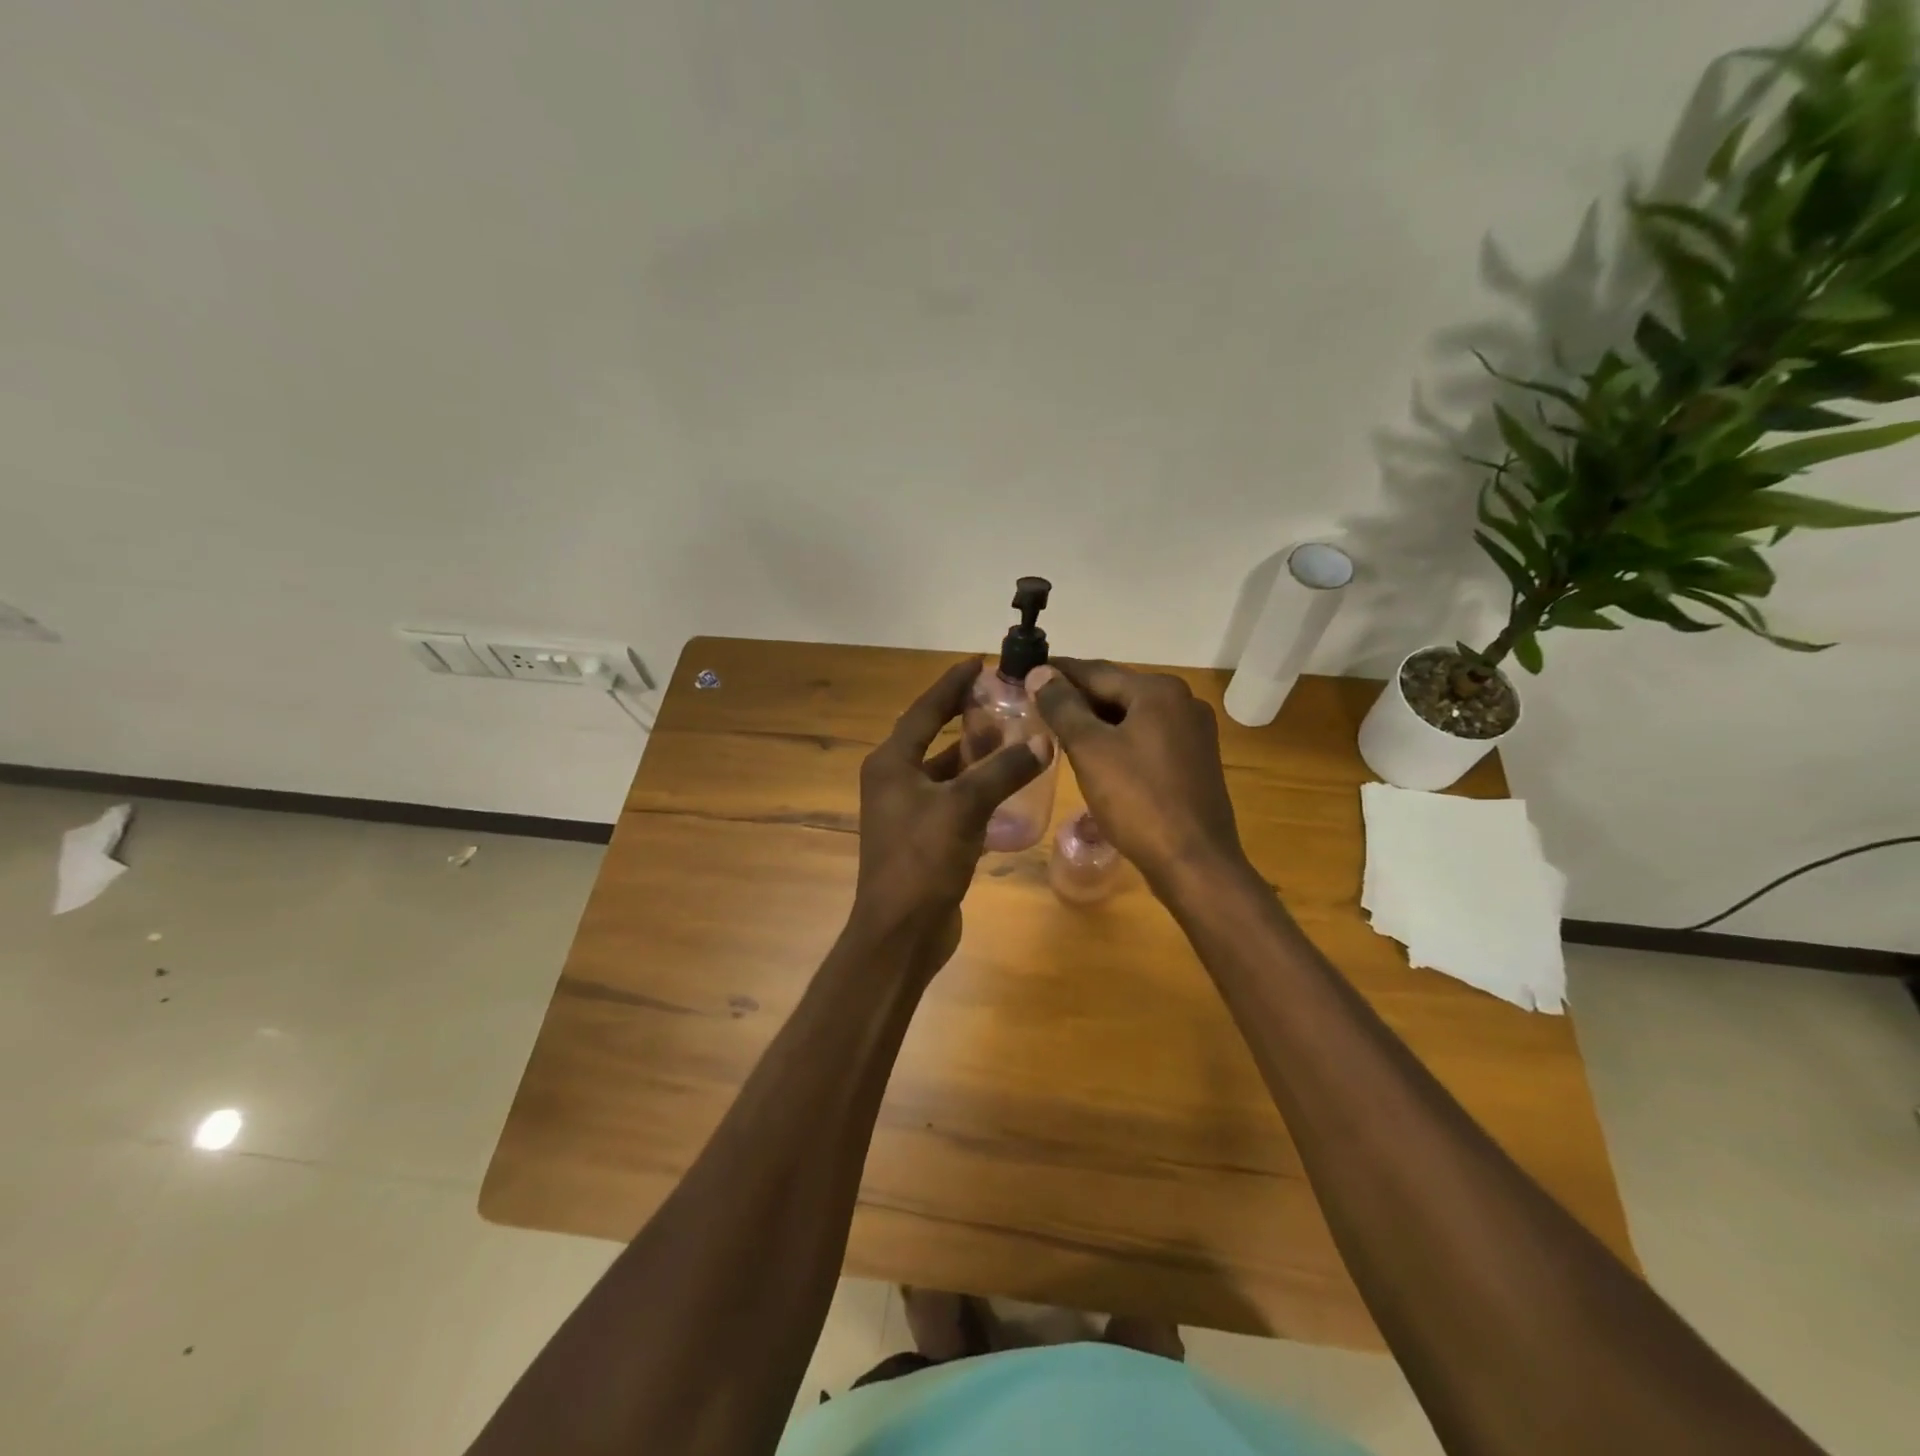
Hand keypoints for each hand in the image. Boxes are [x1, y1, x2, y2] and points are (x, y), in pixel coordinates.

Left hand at [853, 659, 1049, 950]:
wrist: (901, 933)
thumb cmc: (922, 861)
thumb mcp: (964, 807)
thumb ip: (1003, 771)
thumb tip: (1042, 741)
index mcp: (891, 764)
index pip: (925, 711)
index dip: (951, 685)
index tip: (978, 663)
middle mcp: (894, 781)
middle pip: (934, 737)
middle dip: (967, 718)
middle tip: (1004, 700)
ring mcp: (908, 811)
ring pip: (946, 770)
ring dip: (975, 755)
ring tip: (1013, 737)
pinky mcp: (924, 837)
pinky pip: (954, 799)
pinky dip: (977, 789)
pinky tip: (1008, 786)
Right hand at [1029, 659, 1246, 891]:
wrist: (1194, 862)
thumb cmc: (1138, 800)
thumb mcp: (1090, 750)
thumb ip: (1062, 707)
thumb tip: (1040, 672)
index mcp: (1159, 691)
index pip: (1095, 671)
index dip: (1057, 672)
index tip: (1025, 672)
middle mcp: (1183, 702)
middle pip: (1117, 691)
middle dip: (1076, 698)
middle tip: (1035, 704)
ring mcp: (1194, 733)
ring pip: (1132, 717)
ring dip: (1096, 720)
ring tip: (1057, 729)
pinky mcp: (1195, 761)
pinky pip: (1147, 739)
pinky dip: (1118, 740)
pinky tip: (1095, 755)